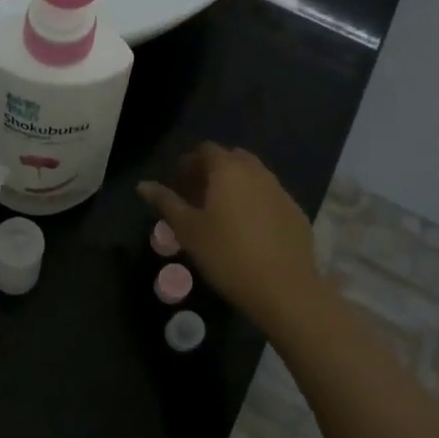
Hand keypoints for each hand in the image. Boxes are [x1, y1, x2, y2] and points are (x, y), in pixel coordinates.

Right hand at [138, 143, 327, 332]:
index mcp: (227, 170)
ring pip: (254, 175)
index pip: (206, 149)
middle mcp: (257, 172)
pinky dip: (256, 202)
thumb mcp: (187, 230)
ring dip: (236, 184)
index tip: (180, 182)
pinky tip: (250, 230)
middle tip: (199, 196)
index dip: (190, 161)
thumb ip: (165, 202)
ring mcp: (280, 190)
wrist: (284, 288)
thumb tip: (142, 185)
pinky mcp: (296, 211)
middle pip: (232, 158)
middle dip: (214, 169)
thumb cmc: (227, 255)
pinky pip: (270, 196)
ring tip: (223, 213)